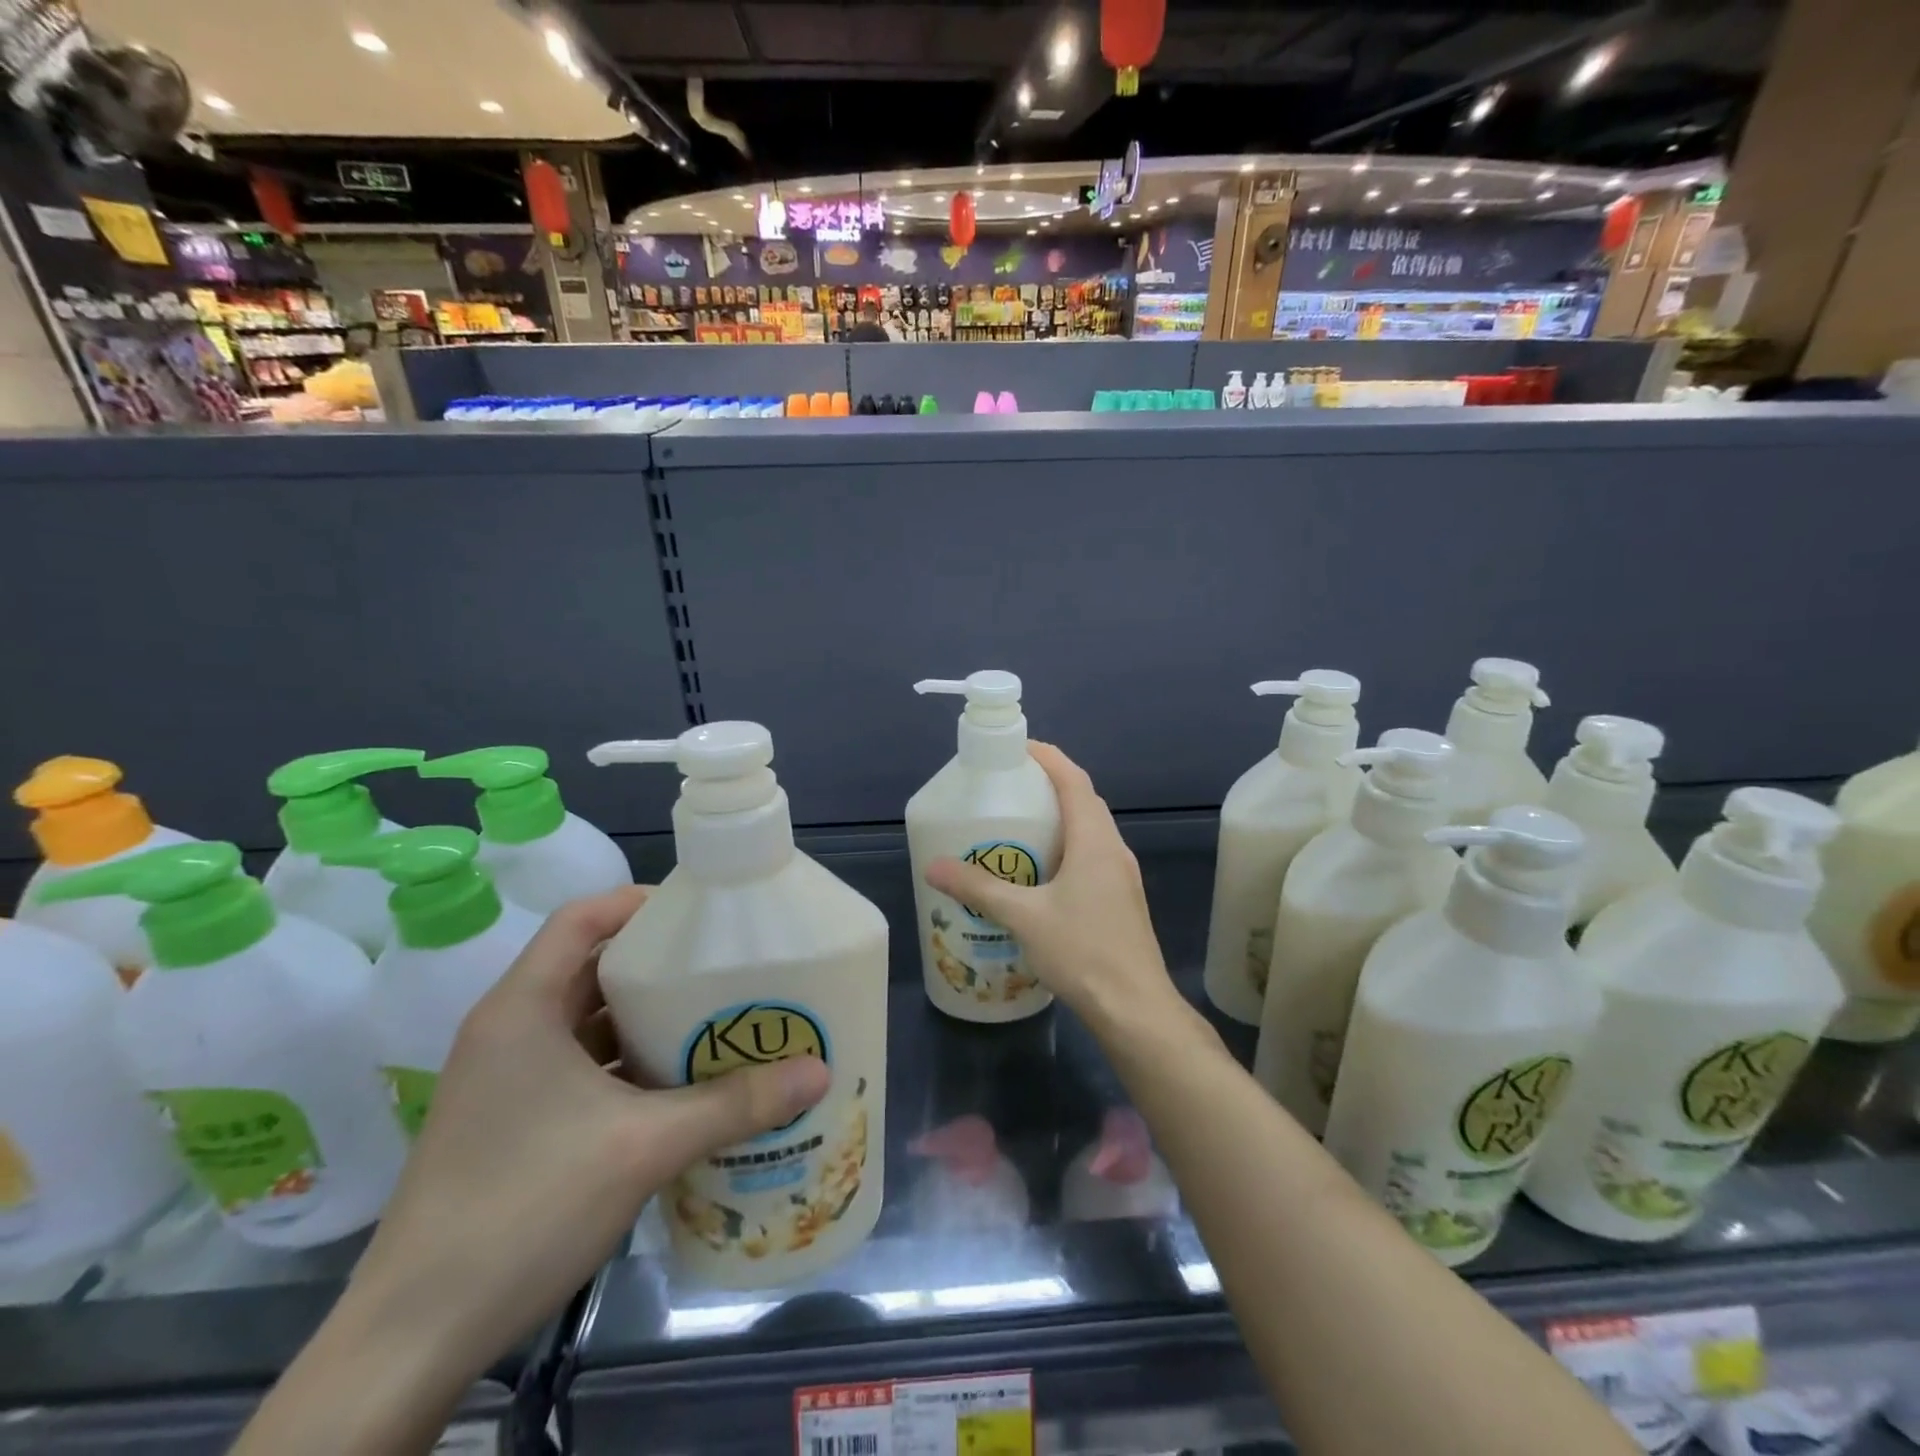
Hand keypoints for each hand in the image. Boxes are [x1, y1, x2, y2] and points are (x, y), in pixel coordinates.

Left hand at [345, 886, 830, 1390]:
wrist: (413, 1337)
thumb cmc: (524, 1207)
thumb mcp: (644, 1146)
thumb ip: (734, 1105)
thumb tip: (819, 1072)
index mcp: (523, 1008)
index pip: (582, 919)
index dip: (641, 903)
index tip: (705, 914)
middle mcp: (510, 1030)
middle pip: (592, 967)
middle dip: (660, 964)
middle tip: (727, 966)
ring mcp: (507, 1079)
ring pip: (588, 1020)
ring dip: (647, 1018)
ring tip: (717, 1017)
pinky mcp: (512, 1120)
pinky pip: (581, 1066)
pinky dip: (628, 1062)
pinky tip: (679, 1084)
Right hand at [924, 742, 1188, 1037]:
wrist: (1135, 1009)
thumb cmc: (1083, 952)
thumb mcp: (1024, 917)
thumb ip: (979, 889)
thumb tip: (933, 866)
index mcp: (1095, 842)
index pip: (1074, 781)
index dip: (1049, 758)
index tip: (1019, 748)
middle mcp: (1114, 850)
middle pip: (1084, 802)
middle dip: (1051, 786)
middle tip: (1011, 788)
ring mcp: (1122, 877)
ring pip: (1090, 832)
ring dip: (1060, 819)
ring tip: (1021, 826)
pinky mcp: (1121, 900)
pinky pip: (1093, 857)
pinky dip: (1068, 848)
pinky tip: (1041, 874)